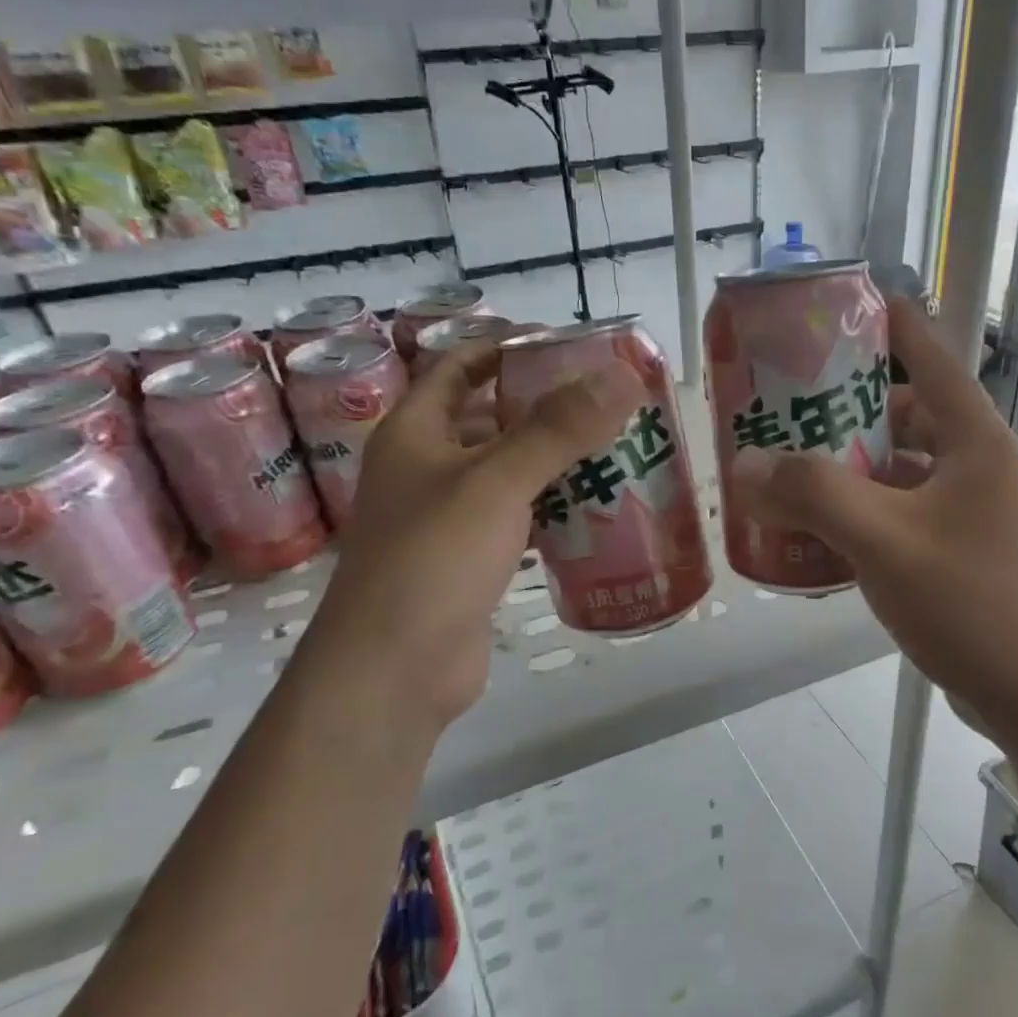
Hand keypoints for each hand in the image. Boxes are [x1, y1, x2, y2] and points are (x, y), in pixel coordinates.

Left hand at [308, 341, 641, 729]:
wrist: (394, 670)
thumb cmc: (433, 559)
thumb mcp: (496, 482)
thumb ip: (558, 429)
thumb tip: (623, 375)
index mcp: (416, 432)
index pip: (460, 366)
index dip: (507, 348)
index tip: (569, 346)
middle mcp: (428, 468)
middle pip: (492, 419)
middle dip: (547, 408)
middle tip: (611, 403)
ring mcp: (449, 518)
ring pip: (510, 474)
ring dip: (556, 463)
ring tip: (618, 449)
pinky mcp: (472, 561)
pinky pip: (519, 520)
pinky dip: (554, 511)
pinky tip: (599, 511)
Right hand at [734, 297, 1017, 738]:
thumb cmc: (971, 602)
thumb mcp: (884, 540)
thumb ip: (812, 495)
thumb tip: (744, 465)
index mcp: (972, 439)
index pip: (928, 354)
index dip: (885, 323)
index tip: (833, 309)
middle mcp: (974, 465)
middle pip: (904, 412)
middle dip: (843, 407)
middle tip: (781, 407)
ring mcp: (967, 512)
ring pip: (897, 468)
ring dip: (846, 466)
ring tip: (784, 467)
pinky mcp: (956, 553)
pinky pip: (897, 514)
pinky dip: (858, 513)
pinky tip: (815, 532)